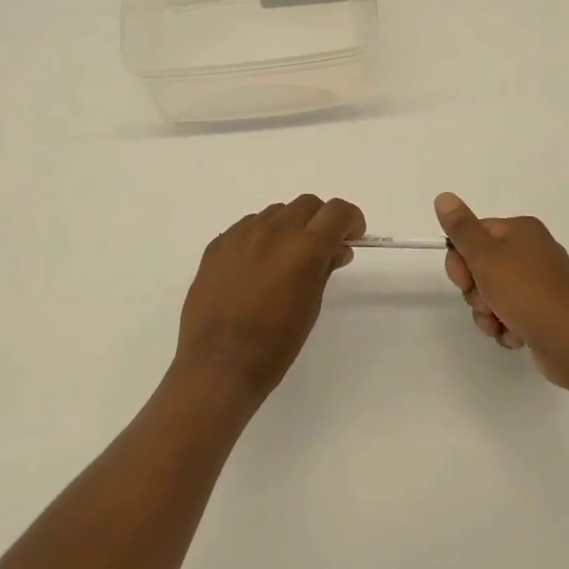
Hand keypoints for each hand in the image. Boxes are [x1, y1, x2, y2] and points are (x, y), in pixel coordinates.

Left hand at [175, 194, 364, 401]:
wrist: (218, 364)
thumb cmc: (274, 346)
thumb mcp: (311, 307)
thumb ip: (324, 269)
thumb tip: (337, 249)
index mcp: (304, 249)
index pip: (336, 211)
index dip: (350, 220)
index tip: (350, 237)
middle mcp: (274, 232)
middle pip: (307, 204)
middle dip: (320, 220)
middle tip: (321, 248)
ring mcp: (242, 234)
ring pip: (276, 212)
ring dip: (289, 226)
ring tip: (284, 258)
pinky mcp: (218, 244)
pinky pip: (248, 226)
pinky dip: (261, 236)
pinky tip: (255, 266)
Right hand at [434, 192, 568, 387]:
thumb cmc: (524, 291)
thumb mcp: (484, 255)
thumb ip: (461, 227)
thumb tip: (444, 197)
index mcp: (522, 230)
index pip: (474, 235)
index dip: (460, 260)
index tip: (462, 279)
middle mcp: (534, 252)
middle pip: (483, 267)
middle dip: (476, 291)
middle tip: (485, 302)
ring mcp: (543, 284)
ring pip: (495, 295)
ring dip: (488, 313)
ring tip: (499, 324)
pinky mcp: (547, 312)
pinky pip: (514, 315)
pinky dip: (508, 326)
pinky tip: (515, 335)